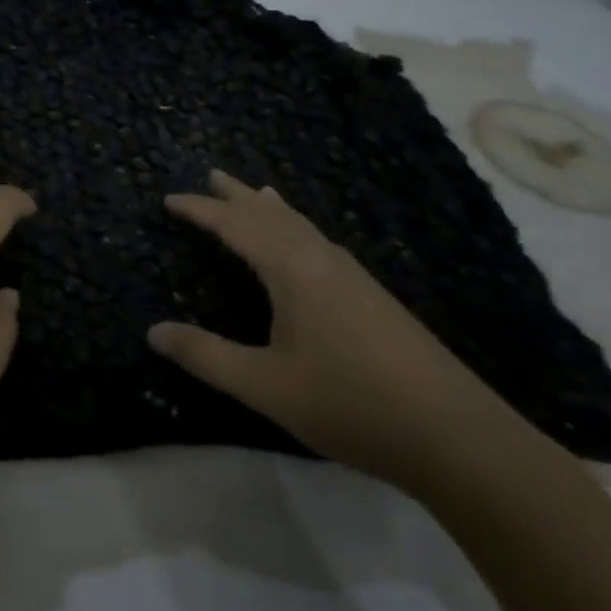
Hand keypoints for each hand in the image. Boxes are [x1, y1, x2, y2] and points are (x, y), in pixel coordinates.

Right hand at [150, 170, 525, 491]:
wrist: (457, 436)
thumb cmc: (350, 404)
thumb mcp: (265, 385)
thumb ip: (206, 356)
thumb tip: (153, 331)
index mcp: (292, 269)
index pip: (236, 225)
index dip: (200, 210)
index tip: (169, 199)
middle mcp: (321, 259)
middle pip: (271, 214)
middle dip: (237, 196)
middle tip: (212, 174)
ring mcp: (353, 276)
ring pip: (302, 225)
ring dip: (270, 208)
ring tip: (255, 192)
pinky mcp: (373, 296)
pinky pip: (320, 241)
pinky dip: (296, 228)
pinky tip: (305, 245)